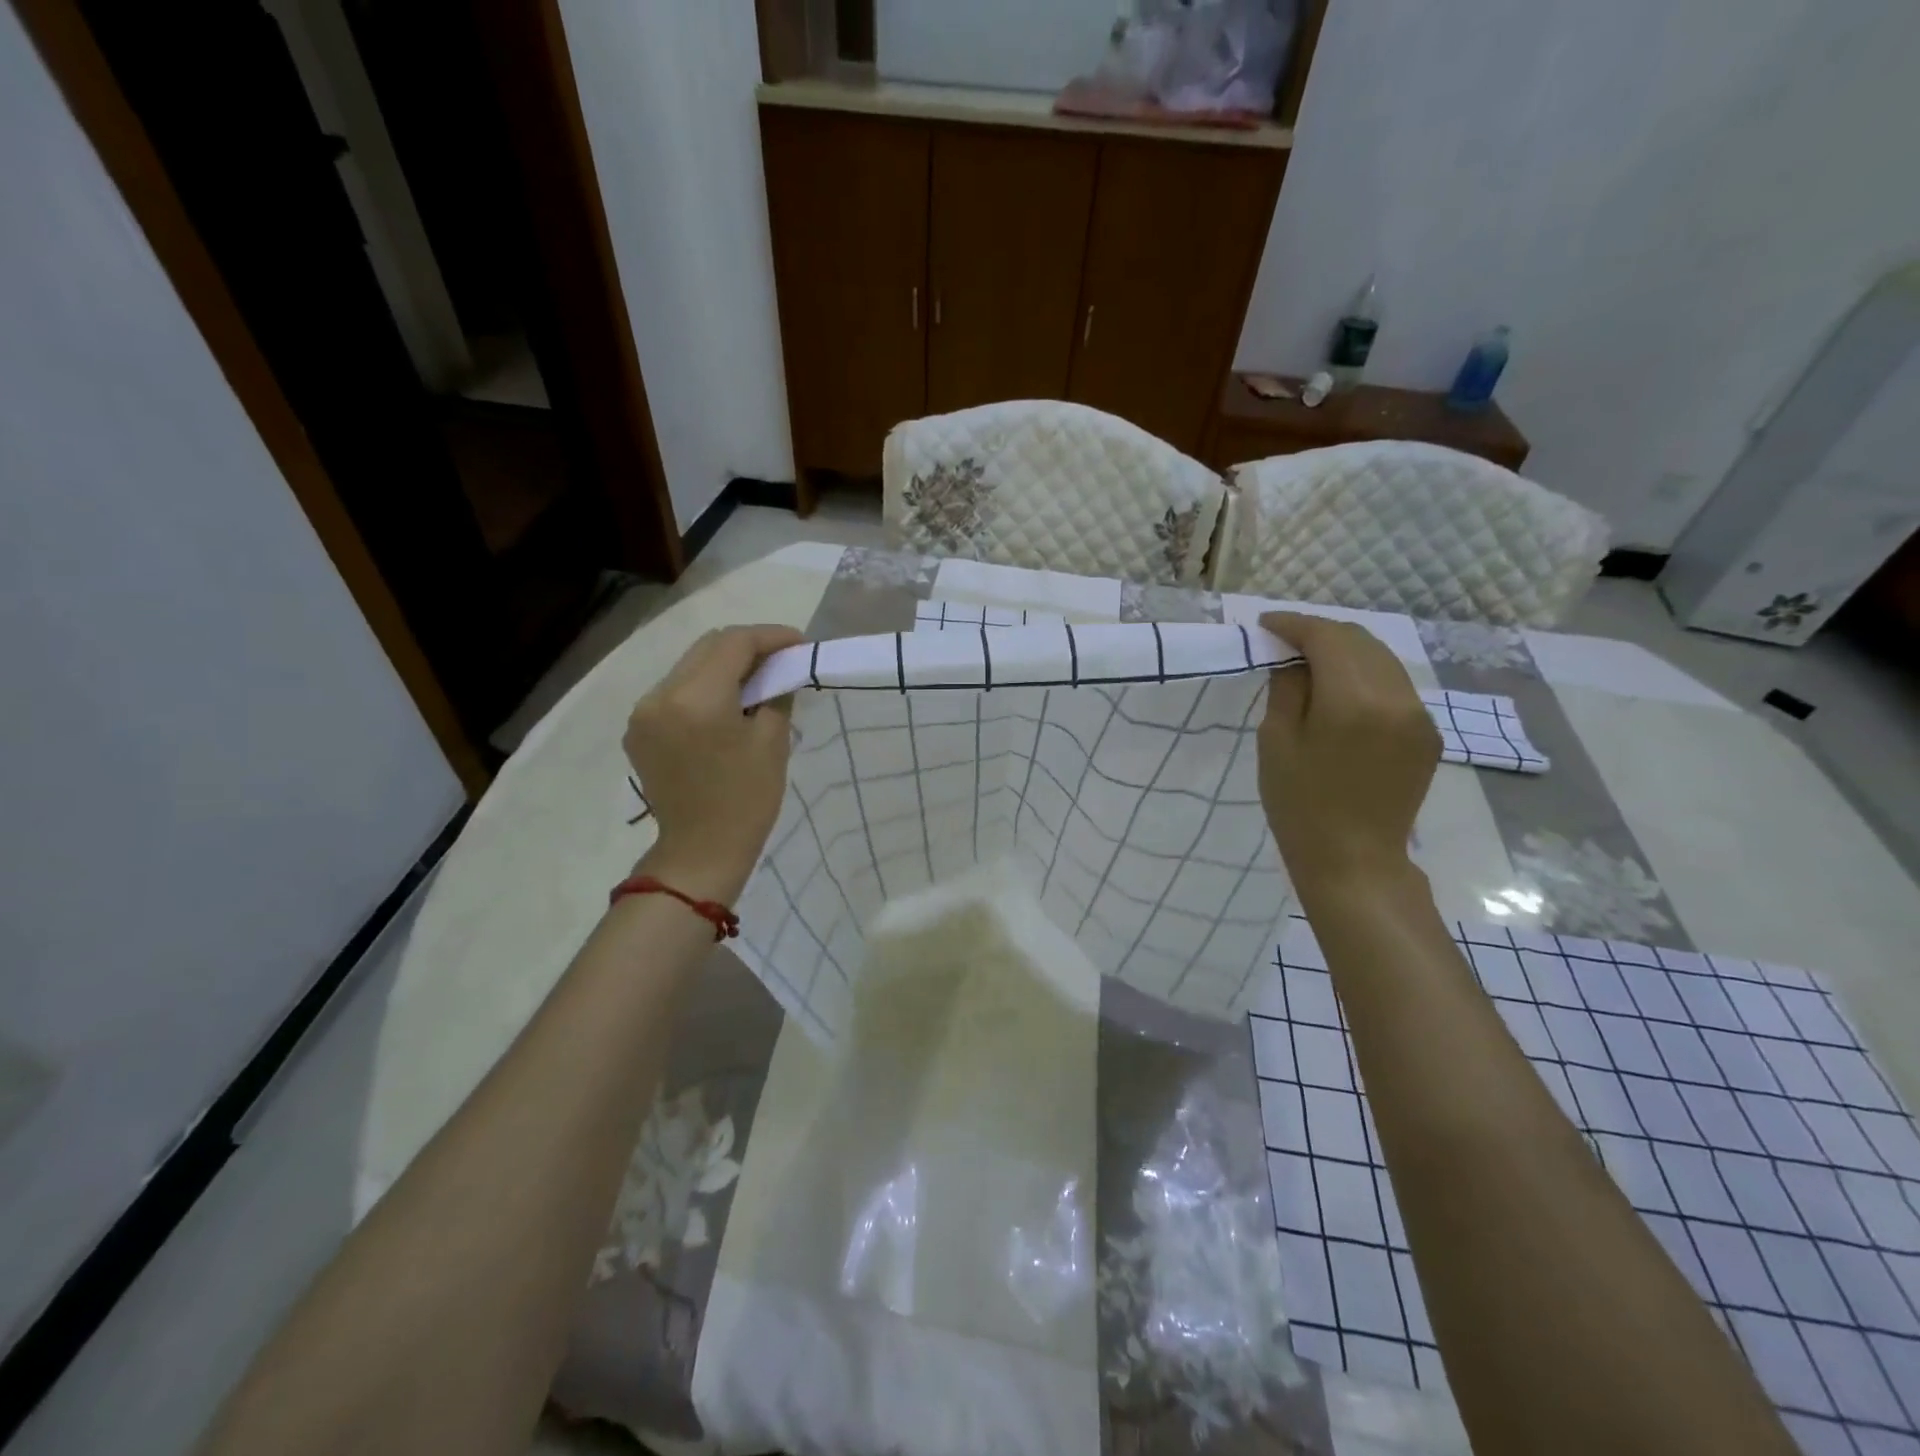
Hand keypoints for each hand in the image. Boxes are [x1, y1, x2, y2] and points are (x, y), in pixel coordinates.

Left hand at [623, 624, 803, 899]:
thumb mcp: (772, 741)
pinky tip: (726, 704)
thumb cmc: (746, 799)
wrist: (700, 851)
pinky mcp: (638, 729)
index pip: (734, 643)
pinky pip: (674, 691)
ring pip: (689, 666)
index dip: (771, 636)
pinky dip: (703, 688)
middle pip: (707, 647)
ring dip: (724, 665)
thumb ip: (776, 693)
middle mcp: (660, 695)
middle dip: (747, 647)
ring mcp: (643, 713)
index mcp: (696, 698)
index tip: (799, 643)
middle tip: (781, 659)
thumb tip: (779, 670)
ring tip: (756, 680)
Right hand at [1257, 612, 1439, 902]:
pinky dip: (1365, 675)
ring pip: (1381, 659)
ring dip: (1345, 651)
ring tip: (1311, 661)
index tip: (1265, 625)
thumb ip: (1287, 688)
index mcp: (1353, 700)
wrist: (1354, 860)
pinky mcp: (1427, 733)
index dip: (1293, 624)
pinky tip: (1341, 690)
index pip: (1326, 637)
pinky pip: (1394, 686)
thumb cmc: (1300, 805)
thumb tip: (1293, 658)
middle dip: (1320, 633)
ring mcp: (1419, 715)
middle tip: (1285, 642)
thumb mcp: (1276, 742)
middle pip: (1359, 640)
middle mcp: (1396, 697)